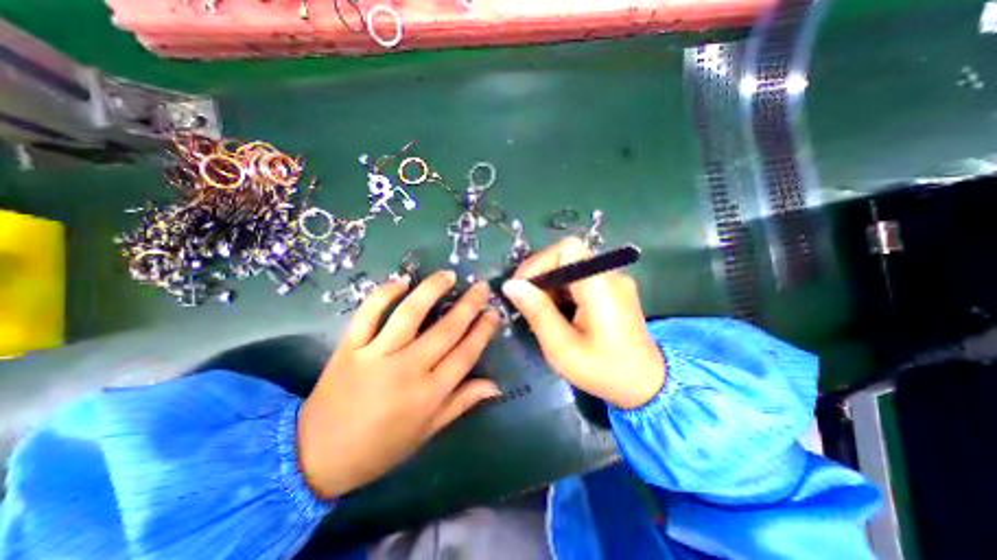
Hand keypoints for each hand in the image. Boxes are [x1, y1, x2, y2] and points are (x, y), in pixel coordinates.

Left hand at [294, 271, 497, 497]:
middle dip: (468, 305)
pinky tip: (401, 280)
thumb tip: (495, 385)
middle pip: (446, 330)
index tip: (494, 312)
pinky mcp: (350, 347)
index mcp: (429, 394)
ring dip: (432, 290)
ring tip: (449, 275)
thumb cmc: (380, 447)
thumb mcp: (427, 431)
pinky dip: (384, 294)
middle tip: (481, 287)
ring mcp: (376, 355)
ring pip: (410, 314)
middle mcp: (407, 370)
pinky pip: (369, 314)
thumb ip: (461, 403)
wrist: (317, 456)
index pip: (466, 353)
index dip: (483, 330)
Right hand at [507, 238, 660, 407]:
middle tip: (528, 303)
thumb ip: (537, 311)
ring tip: (543, 311)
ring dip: (551, 283)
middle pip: (568, 255)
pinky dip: (564, 289)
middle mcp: (610, 274)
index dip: (540, 262)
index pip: (566, 249)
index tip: (522, 288)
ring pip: (572, 265)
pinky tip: (560, 312)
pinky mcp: (614, 288)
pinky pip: (581, 277)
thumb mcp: (562, 347)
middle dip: (542, 275)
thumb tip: (511, 285)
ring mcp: (614, 280)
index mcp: (600, 285)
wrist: (647, 385)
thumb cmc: (604, 370)